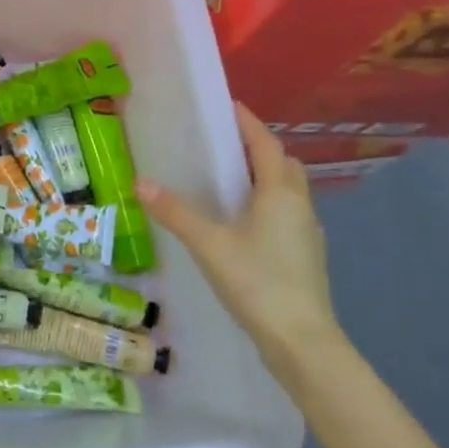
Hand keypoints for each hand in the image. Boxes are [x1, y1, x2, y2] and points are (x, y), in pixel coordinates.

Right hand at [137, 103, 346, 373]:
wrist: (301, 341)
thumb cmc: (257, 282)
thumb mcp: (209, 244)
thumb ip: (175, 212)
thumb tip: (141, 183)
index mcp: (280, 192)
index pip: (266, 143)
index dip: (248, 123)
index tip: (228, 107)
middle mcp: (300, 205)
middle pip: (283, 165)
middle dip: (258, 149)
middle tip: (224, 146)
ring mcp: (307, 233)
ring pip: (288, 191)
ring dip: (265, 178)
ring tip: (229, 182)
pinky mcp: (305, 256)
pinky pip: (286, 215)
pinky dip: (267, 206)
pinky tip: (243, 224)